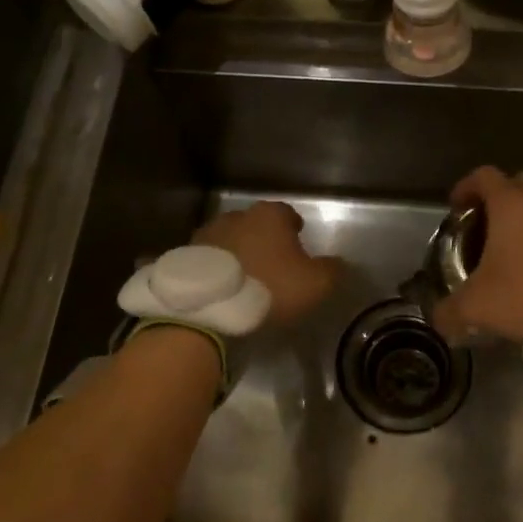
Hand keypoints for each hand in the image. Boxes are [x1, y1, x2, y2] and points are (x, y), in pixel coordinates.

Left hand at [193, 201, 341, 327]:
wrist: (208, 307)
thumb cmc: (269, 288)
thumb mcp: (315, 284)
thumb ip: (331, 270)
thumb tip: (336, 263)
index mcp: (270, 216)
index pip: (288, 214)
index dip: (295, 229)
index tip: (299, 243)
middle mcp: (237, 216)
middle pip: (256, 225)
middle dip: (265, 240)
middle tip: (273, 263)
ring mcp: (207, 234)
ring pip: (230, 240)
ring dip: (238, 253)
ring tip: (245, 278)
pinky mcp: (186, 256)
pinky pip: (209, 261)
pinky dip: (216, 269)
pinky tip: (222, 287)